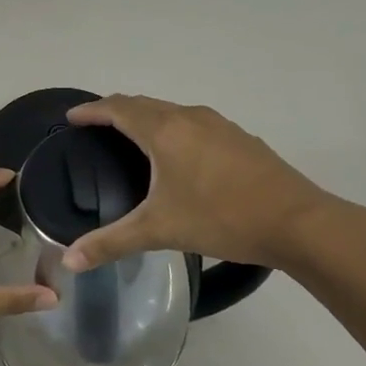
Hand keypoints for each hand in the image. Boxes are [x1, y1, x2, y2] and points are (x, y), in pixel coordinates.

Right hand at [59, 96, 355, 272]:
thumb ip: (111, 243)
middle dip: (117, 110)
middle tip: (96, 126)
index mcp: (165, 130)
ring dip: (148, 117)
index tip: (72, 117)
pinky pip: (195, 123)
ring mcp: (220, 125)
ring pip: (172, 112)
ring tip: (133, 138)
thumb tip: (68, 261)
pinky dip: (174, 129)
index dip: (92, 110)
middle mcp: (190, 118)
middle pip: (144, 104)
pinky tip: (180, 156)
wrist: (297, 222)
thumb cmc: (221, 218)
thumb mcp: (159, 230)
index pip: (118, 108)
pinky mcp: (240, 139)